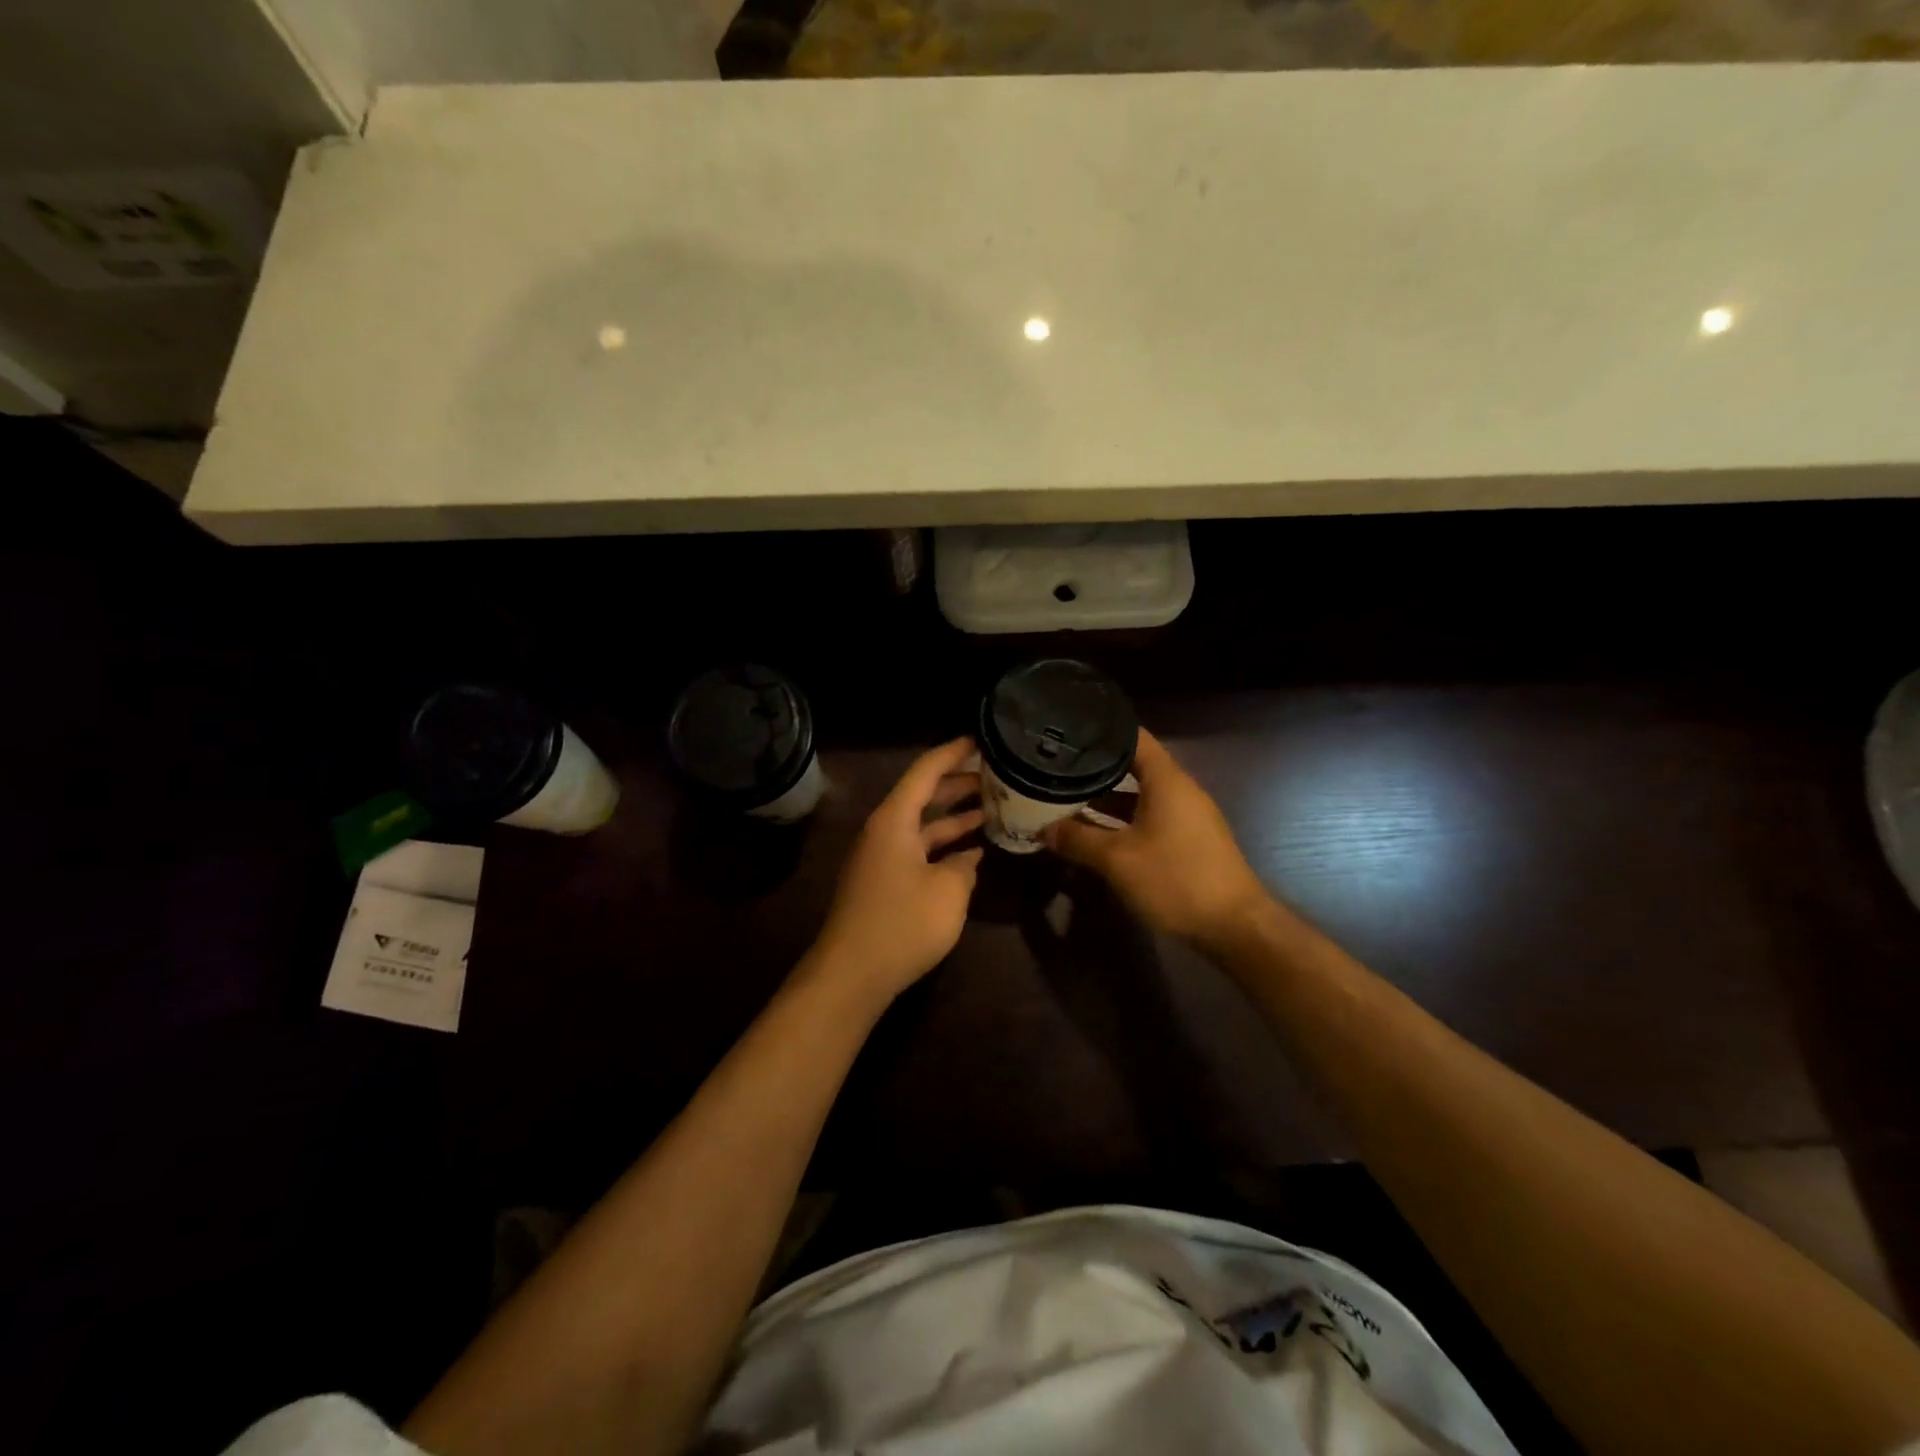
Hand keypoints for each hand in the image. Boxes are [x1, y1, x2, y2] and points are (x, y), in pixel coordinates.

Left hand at [809, 737, 983, 1004]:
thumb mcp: (948, 891)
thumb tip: (967, 859)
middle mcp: (885, 830)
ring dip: (955, 816)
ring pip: (923, 824)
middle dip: (960, 783)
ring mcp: (882, 857)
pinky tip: (973, 852)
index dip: (954, 752)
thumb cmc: (902, 924)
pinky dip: (945, 846)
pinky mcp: (884, 882)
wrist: (851, 975)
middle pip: (924, 795)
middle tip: (998, 774)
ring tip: (994, 807)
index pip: (926, 770)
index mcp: (894, 820)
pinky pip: (919, 850)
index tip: (982, 738)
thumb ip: (964, 867)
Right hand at [1043, 728, 1270, 948]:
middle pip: (1134, 766)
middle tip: (1057, 766)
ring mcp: (1186, 816)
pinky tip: (1095, 832)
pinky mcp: (1188, 841)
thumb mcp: (1117, 860)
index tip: (1068, 729)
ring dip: (1106, 798)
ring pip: (1139, 796)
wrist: (1234, 927)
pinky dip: (1122, 819)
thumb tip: (1043, 828)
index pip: (1133, 737)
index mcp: (1167, 781)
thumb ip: (1077, 839)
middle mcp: (1179, 790)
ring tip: (1066, 797)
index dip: (1102, 730)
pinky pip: (1148, 818)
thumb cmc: (1175, 879)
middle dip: (1096, 768)